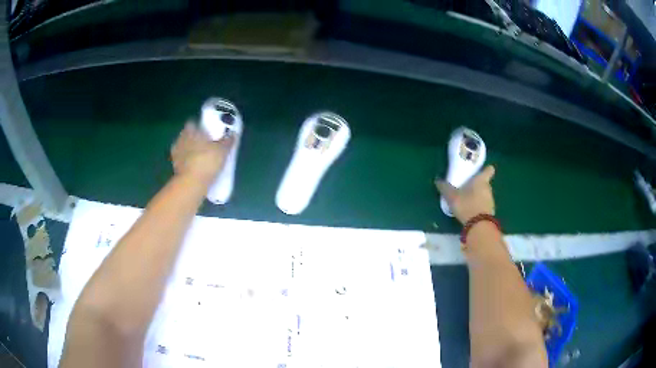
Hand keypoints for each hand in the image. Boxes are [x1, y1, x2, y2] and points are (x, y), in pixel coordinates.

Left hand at [170, 122, 234, 184]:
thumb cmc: (207, 161)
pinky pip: (182, 160)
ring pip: (183, 147)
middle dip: (194, 138)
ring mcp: (176, 153)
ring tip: (200, 157)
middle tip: (204, 144)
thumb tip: (233, 134)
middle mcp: (181, 139)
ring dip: (189, 150)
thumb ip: (227, 141)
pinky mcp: (174, 167)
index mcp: (191, 131)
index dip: (199, 126)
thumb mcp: (222, 151)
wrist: (192, 183)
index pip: (192, 123)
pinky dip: (187, 162)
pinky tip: (195, 167)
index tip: (206, 131)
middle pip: (187, 135)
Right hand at [436, 165, 495, 224]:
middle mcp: (488, 189)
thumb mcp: (452, 197)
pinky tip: (469, 210)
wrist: (479, 226)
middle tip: (467, 185)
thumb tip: (438, 180)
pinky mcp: (489, 213)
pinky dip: (478, 206)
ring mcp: (490, 201)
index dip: (486, 169)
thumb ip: (445, 188)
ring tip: (467, 199)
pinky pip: (483, 205)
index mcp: (481, 181)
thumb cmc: (467, 205)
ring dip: (478, 196)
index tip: (482, 169)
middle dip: (478, 184)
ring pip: (484, 194)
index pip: (488, 170)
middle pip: (485, 183)